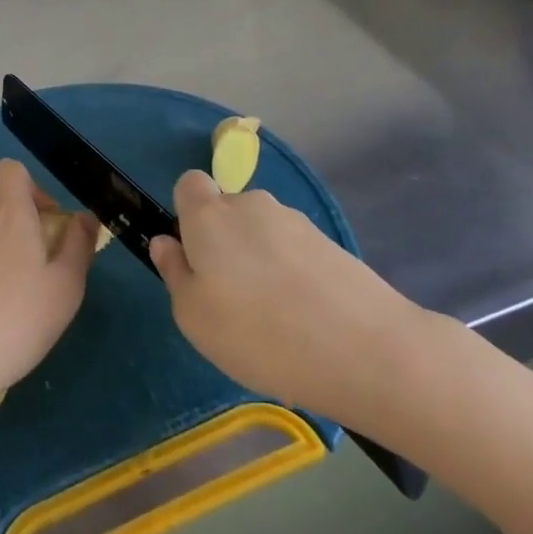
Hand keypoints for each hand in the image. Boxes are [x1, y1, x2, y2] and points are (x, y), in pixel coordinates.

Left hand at [0, 159, 98, 418]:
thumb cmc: (16, 323)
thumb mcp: (66, 289)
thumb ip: (79, 246)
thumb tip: (85, 217)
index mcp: (8, 214)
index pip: (9, 169)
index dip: (30, 185)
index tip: (46, 220)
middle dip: (7, 207)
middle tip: (28, 246)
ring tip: (4, 277)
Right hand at [149, 171, 423, 425]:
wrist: (366, 349)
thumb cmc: (260, 333)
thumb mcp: (195, 318)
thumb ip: (175, 273)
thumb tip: (166, 242)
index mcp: (210, 215)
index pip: (189, 184)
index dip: (186, 214)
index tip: (193, 256)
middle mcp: (251, 204)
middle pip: (227, 210)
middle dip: (224, 242)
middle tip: (230, 298)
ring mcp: (295, 221)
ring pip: (261, 232)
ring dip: (259, 260)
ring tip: (273, 317)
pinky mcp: (330, 243)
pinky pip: (293, 251)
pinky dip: (291, 274)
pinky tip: (304, 318)